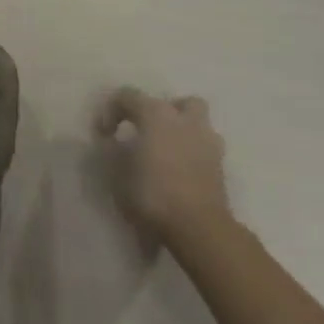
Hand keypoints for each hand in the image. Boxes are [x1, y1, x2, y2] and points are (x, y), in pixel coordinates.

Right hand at [97, 87, 231, 249]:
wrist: (198, 228)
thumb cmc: (151, 193)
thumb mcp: (116, 172)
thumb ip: (111, 150)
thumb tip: (111, 141)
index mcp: (156, 114)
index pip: (128, 96)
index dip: (110, 111)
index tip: (103, 134)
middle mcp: (185, 121)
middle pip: (177, 102)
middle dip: (160, 112)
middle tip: (145, 132)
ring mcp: (208, 142)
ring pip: (197, 123)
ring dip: (181, 130)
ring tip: (164, 152)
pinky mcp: (220, 167)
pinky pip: (203, 148)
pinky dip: (191, 153)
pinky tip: (178, 171)